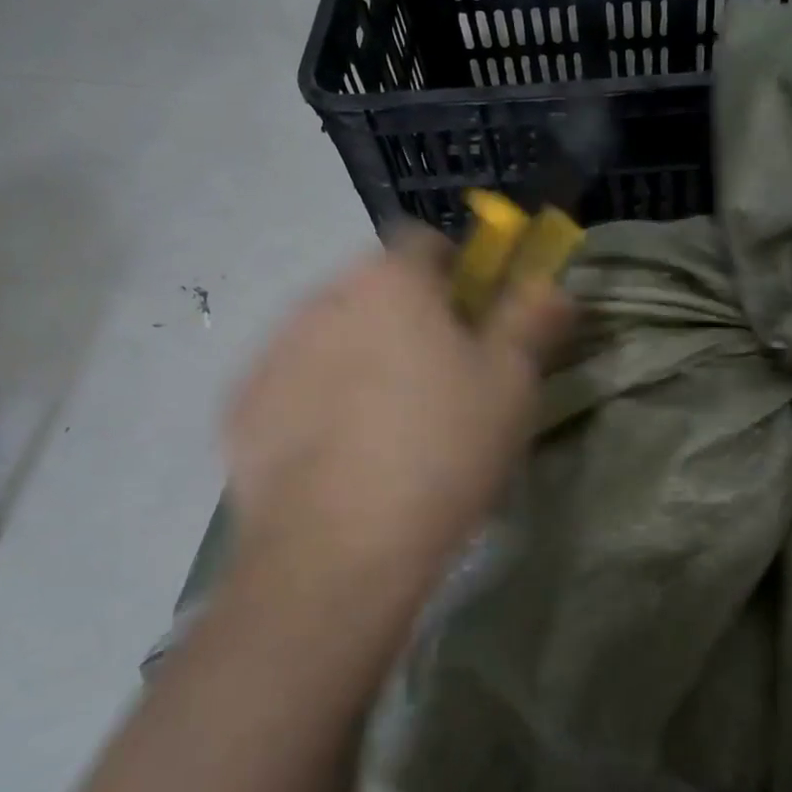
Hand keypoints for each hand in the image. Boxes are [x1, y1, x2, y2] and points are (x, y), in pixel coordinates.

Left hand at [224, 228, 572, 606]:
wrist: (340, 550)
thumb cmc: (443, 449)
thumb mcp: (511, 382)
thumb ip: (532, 318)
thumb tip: (550, 283)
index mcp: (389, 281)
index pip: (425, 242)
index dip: (458, 272)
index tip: (476, 320)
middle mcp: (321, 298)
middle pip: (375, 289)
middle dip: (408, 317)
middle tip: (441, 379)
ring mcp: (272, 352)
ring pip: (331, 335)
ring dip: (361, 356)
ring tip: (388, 425)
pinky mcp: (240, 408)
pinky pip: (293, 384)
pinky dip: (318, 401)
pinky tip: (341, 456)